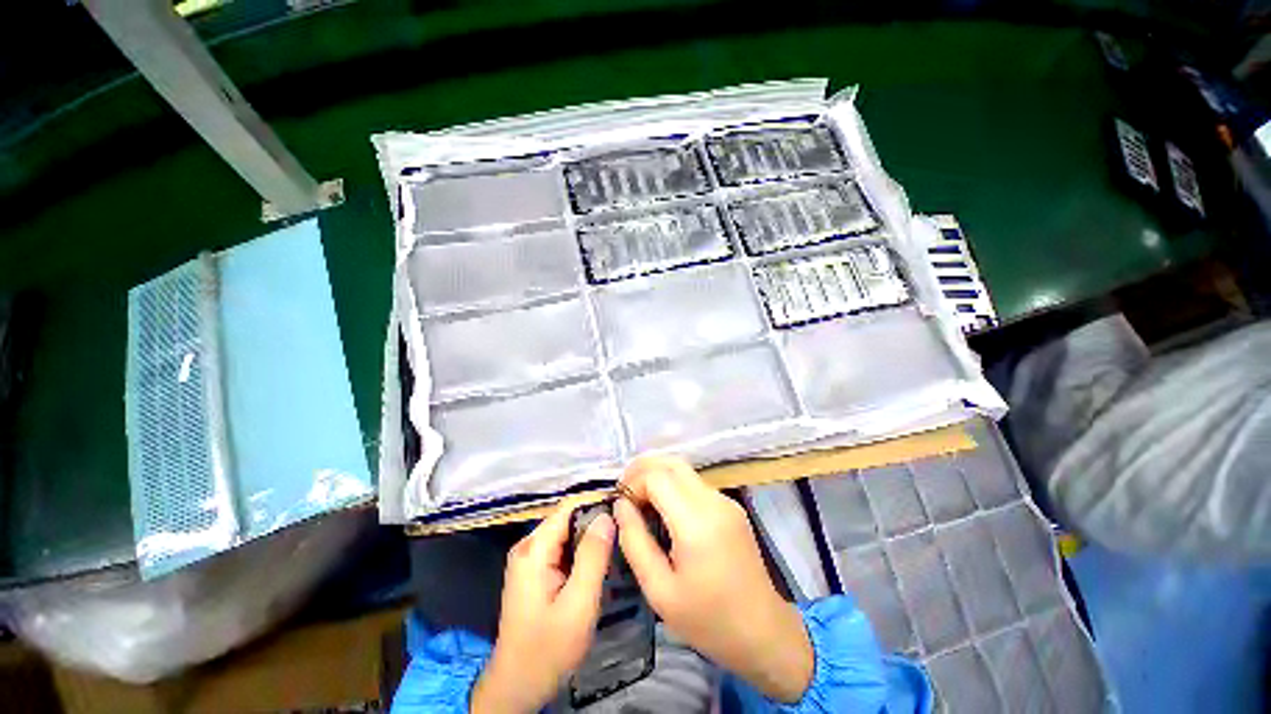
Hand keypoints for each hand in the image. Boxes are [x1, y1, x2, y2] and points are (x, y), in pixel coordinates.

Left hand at [471, 499, 613, 712]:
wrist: (517, 687)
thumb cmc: (548, 650)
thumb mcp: (578, 606)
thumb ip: (593, 558)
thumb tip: (607, 516)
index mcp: (534, 549)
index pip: (569, 507)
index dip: (598, 502)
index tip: (625, 509)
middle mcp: (528, 545)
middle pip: (568, 517)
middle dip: (597, 519)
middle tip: (626, 529)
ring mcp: (530, 558)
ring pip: (567, 531)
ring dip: (591, 534)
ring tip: (618, 541)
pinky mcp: (534, 570)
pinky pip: (563, 546)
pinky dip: (582, 548)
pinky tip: (599, 559)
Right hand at [614, 456, 814, 703]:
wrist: (763, 632)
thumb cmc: (708, 620)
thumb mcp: (659, 591)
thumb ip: (635, 542)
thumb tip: (620, 506)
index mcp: (696, 522)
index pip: (657, 477)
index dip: (633, 483)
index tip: (620, 506)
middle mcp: (713, 501)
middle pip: (672, 462)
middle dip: (642, 469)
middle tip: (623, 491)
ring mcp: (726, 501)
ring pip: (684, 470)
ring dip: (657, 475)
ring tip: (638, 498)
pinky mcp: (731, 506)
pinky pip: (695, 484)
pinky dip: (673, 485)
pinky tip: (663, 508)